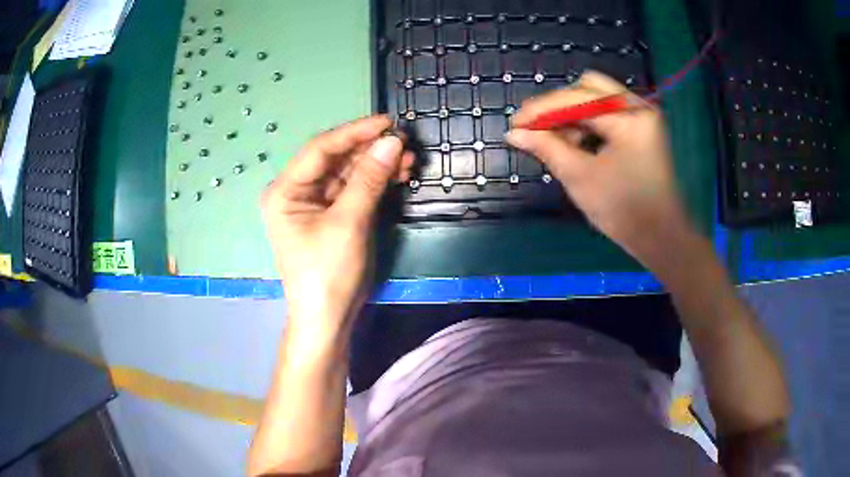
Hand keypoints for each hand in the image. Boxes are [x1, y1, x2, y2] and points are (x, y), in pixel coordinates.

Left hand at [261, 116, 411, 332]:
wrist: (329, 319)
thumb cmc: (328, 273)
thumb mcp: (348, 223)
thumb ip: (369, 179)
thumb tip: (393, 141)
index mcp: (285, 191)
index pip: (320, 149)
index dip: (355, 132)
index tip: (388, 122)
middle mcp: (296, 191)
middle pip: (336, 159)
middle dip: (370, 150)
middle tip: (404, 143)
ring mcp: (315, 203)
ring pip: (348, 173)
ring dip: (377, 165)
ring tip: (408, 160)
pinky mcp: (332, 215)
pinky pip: (354, 189)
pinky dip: (376, 182)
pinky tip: (398, 175)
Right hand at [506, 71, 693, 264]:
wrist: (661, 239)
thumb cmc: (624, 211)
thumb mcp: (580, 178)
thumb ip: (546, 148)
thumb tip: (514, 133)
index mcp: (629, 117)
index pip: (576, 98)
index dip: (541, 109)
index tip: (515, 124)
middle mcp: (638, 107)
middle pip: (588, 87)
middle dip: (558, 106)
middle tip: (537, 129)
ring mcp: (642, 117)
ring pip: (596, 99)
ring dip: (571, 116)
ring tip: (557, 143)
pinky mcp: (641, 129)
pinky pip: (607, 114)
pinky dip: (587, 124)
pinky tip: (576, 145)